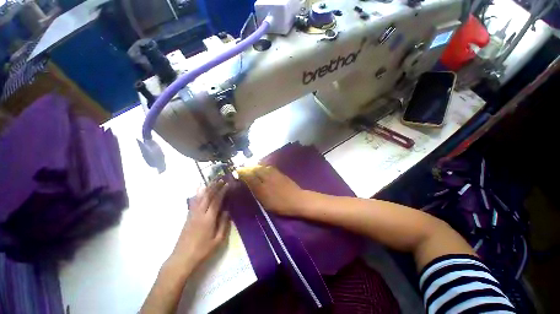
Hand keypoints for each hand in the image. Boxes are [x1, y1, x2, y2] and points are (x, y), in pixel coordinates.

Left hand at [170, 180, 230, 269]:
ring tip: (213, 181)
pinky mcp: (188, 217)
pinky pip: (193, 201)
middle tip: (221, 179)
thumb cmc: (202, 250)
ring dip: (207, 188)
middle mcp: (200, 213)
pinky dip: (198, 194)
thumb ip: (223, 224)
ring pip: (200, 197)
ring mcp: (192, 214)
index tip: (228, 184)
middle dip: (215, 186)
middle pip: (207, 196)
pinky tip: (199, 190)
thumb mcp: (218, 240)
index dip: (222, 191)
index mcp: (208, 219)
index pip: (216, 200)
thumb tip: (227, 210)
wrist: (182, 259)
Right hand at [237, 166, 312, 216]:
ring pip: (262, 167)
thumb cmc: (280, 204)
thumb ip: (256, 190)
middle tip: (243, 169)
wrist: (297, 200)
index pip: (249, 176)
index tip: (237, 171)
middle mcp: (267, 176)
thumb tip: (248, 182)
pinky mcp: (280, 173)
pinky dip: (263, 167)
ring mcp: (274, 174)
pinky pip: (269, 167)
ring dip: (255, 167)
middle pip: (255, 169)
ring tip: (251, 168)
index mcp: (262, 185)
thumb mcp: (265, 201)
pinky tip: (262, 169)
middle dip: (248, 168)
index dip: (242, 173)